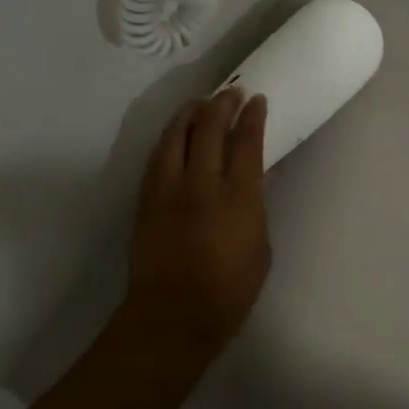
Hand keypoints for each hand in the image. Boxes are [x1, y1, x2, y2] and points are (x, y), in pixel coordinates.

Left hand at [123, 89, 270, 360]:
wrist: (172, 315)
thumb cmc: (228, 292)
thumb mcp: (260, 248)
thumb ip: (254, 207)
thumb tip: (252, 181)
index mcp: (238, 197)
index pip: (246, 142)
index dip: (252, 117)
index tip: (256, 100)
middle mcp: (202, 182)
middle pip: (210, 127)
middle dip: (222, 104)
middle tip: (231, 93)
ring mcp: (170, 187)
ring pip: (178, 134)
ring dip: (191, 113)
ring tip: (200, 102)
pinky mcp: (147, 197)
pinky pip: (158, 155)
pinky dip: (170, 137)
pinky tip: (176, 133)